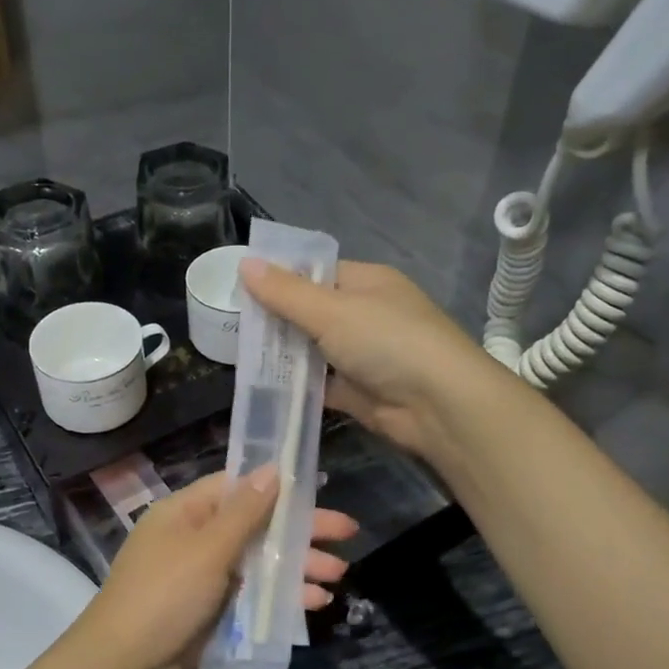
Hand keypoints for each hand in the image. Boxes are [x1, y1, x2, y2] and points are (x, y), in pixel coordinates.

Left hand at [61, 468, 357, 668]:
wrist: (124, 668)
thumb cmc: (164, 596)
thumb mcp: (208, 549)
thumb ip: (245, 512)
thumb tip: (273, 469)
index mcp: (186, 512)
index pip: (239, 487)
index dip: (279, 487)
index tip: (318, 488)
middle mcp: (196, 538)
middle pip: (257, 526)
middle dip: (301, 531)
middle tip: (348, 533)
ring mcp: (204, 576)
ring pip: (260, 562)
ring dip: (298, 566)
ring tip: (339, 574)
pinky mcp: (211, 610)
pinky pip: (253, 594)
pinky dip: (281, 596)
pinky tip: (315, 602)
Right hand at [239, 259, 501, 462]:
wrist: (438, 405)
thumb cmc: (387, 341)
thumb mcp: (331, 310)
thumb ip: (285, 292)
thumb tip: (245, 263)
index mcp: (366, 283)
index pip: (316, 273)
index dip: (280, 280)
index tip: (239, 290)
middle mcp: (366, 315)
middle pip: (311, 313)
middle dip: (275, 321)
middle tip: (230, 327)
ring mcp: (362, 355)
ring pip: (312, 351)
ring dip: (282, 355)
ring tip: (236, 355)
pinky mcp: (358, 392)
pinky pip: (319, 385)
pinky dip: (295, 387)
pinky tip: (261, 388)